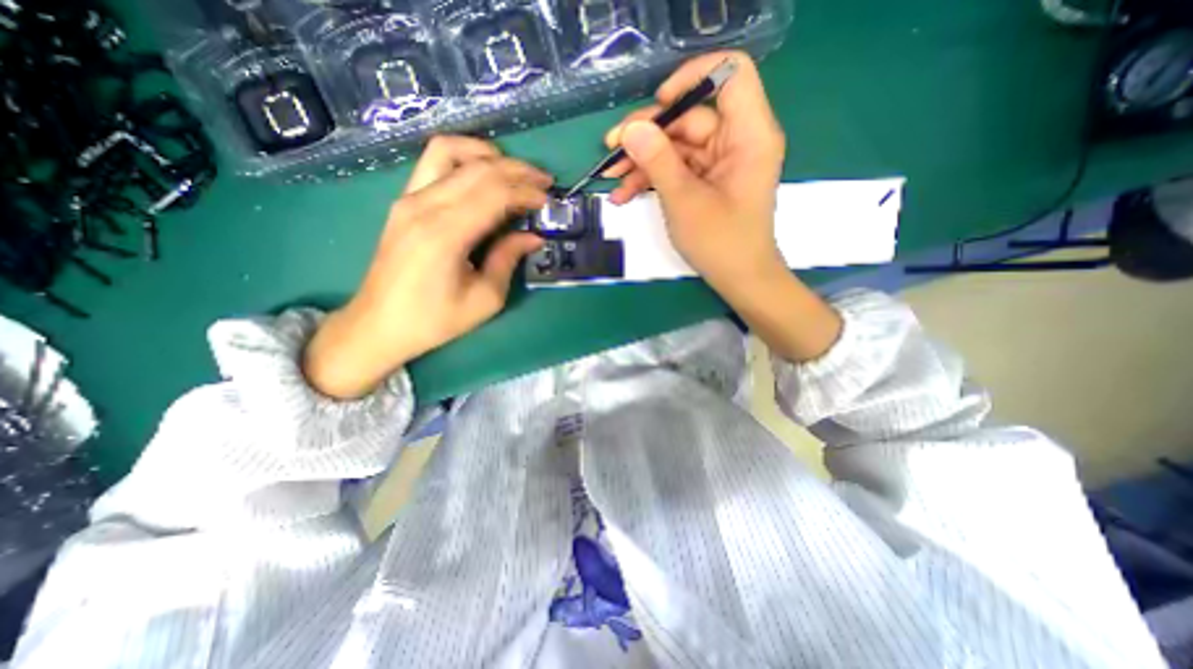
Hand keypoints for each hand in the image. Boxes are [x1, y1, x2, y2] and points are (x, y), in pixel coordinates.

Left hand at [304, 134, 552, 397]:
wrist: (379, 324)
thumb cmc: (435, 320)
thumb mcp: (484, 299)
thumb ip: (508, 260)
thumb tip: (534, 237)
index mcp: (445, 234)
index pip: (494, 193)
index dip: (526, 192)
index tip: (548, 201)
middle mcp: (424, 206)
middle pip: (478, 168)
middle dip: (517, 170)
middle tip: (543, 182)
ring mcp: (409, 199)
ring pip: (451, 151)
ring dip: (489, 154)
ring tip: (514, 171)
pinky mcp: (404, 201)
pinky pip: (433, 162)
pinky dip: (464, 157)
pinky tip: (483, 171)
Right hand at [608, 49, 789, 299]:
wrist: (739, 279)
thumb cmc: (720, 242)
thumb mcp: (684, 200)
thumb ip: (658, 161)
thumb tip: (630, 129)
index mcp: (749, 134)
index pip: (728, 75)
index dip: (691, 79)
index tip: (657, 105)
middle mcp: (737, 140)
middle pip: (689, 117)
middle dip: (647, 135)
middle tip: (611, 151)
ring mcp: (721, 162)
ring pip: (677, 146)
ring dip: (643, 162)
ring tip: (611, 178)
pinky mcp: (708, 181)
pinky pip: (678, 169)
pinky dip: (653, 179)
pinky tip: (625, 194)